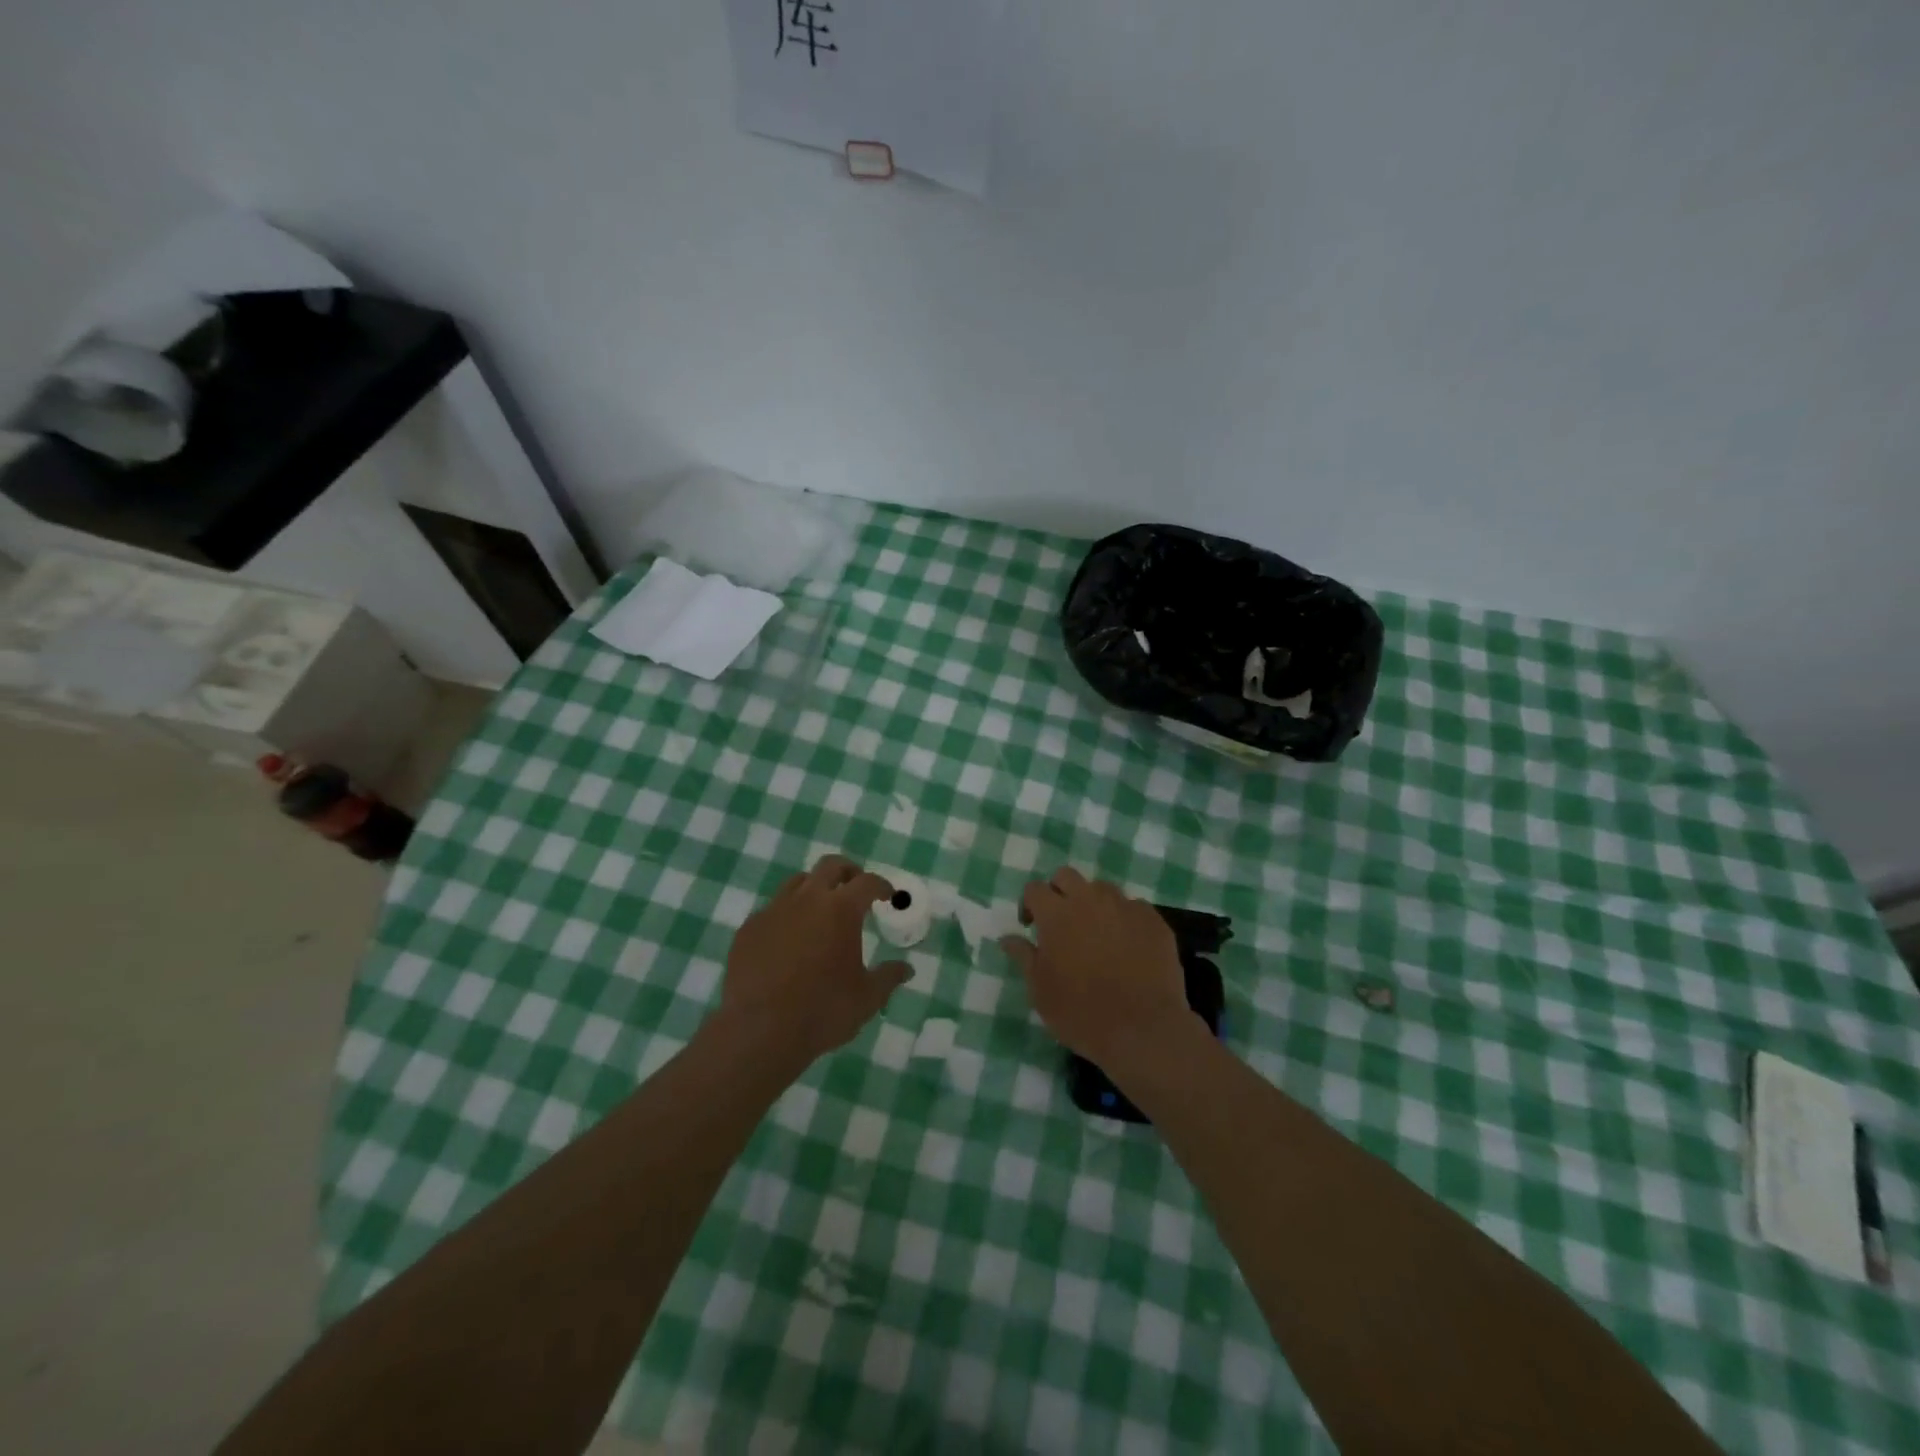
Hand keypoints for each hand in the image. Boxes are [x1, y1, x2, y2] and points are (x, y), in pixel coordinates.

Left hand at [719, 854, 911, 1065]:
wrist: (759, 1031)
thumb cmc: (822, 1011)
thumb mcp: (867, 998)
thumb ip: (888, 978)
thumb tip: (906, 969)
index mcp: (841, 909)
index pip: (867, 882)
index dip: (881, 886)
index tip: (887, 896)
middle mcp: (807, 900)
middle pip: (830, 866)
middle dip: (848, 871)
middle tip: (855, 887)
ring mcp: (773, 911)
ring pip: (797, 882)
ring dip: (814, 889)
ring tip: (820, 910)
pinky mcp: (748, 929)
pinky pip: (771, 910)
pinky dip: (786, 916)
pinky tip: (788, 939)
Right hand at [999, 867, 1193, 1066]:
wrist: (1142, 1030)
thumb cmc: (1080, 1013)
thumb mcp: (1040, 990)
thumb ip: (1023, 956)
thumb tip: (1007, 938)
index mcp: (1056, 914)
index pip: (1034, 888)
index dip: (1029, 904)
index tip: (1031, 927)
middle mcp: (1089, 900)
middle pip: (1067, 876)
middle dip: (1059, 892)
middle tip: (1062, 923)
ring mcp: (1125, 907)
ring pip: (1102, 889)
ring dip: (1093, 904)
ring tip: (1097, 934)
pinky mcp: (1153, 921)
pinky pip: (1133, 908)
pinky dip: (1124, 920)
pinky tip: (1127, 946)